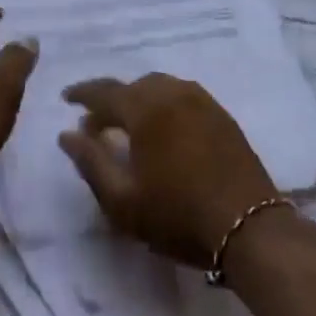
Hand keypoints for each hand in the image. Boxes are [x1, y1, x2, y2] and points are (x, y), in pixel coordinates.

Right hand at [58, 75, 279, 268]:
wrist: (250, 229)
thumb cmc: (178, 216)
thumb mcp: (122, 200)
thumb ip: (90, 162)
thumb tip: (67, 135)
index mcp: (146, 109)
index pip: (105, 92)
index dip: (82, 94)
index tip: (66, 99)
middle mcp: (175, 95)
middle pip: (134, 86)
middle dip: (112, 101)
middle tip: (97, 126)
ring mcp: (204, 103)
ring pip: (162, 88)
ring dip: (140, 100)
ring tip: (130, 127)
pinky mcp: (223, 118)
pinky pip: (184, 97)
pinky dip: (165, 105)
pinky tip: (164, 131)